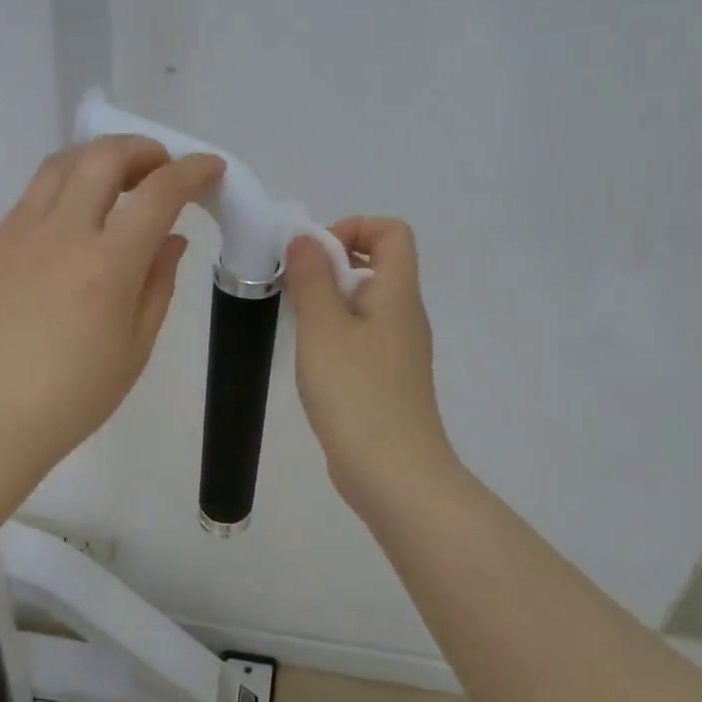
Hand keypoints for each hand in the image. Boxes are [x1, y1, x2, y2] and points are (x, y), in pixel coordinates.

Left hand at [0, 136, 223, 482]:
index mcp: (107, 265)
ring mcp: (23, 233)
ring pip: (64, 162)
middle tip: (163, 171)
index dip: (192, 171)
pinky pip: (37, 191)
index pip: (158, 193)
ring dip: (102, 158)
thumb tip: (172, 238)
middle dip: (145, 150)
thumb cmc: (77, 395)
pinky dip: (70, 181)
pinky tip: (81, 211)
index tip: (211, 168)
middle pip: (104, 156)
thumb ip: (159, 282)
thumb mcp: (137, 345)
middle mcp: (63, 234)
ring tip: (122, 182)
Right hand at [283, 217, 459, 511]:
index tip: (316, 255)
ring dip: (329, 303)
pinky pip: (362, 338)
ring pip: (365, 304)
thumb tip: (306, 239)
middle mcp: (405, 316)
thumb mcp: (323, 328)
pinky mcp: (387, 380)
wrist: (393, 473)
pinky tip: (311, 361)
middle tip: (296, 291)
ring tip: (298, 327)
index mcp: (397, 294)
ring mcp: (399, 351)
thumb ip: (312, 278)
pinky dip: (335, 335)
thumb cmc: (356, 393)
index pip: (393, 232)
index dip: (355, 228)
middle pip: (377, 265)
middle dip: (332, 265)